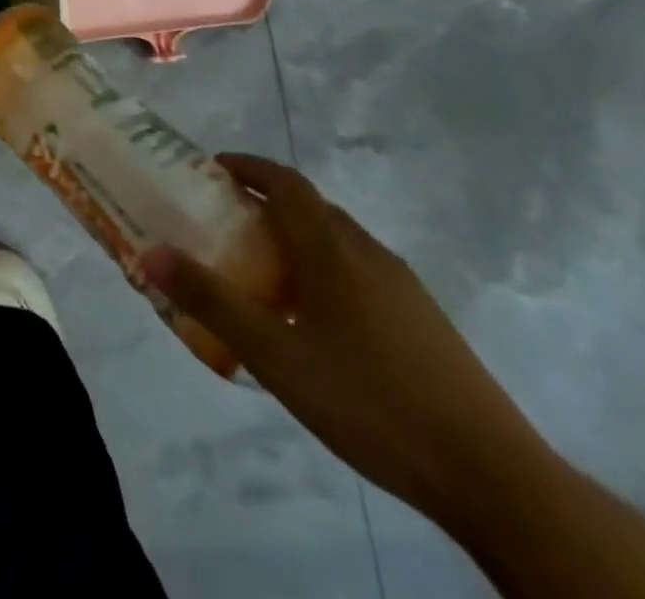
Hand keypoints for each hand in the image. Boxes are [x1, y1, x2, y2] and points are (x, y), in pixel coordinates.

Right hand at [141, 154, 551, 525]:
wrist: (494, 476)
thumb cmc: (370, 401)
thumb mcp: (275, 356)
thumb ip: (212, 302)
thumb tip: (150, 252)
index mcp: (332, 250)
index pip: (286, 183)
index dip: (248, 166)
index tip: (213, 169)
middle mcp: (368, 253)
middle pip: (312, 206)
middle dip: (267, 202)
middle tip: (227, 223)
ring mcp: (404, 287)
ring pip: (339, 239)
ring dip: (297, 236)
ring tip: (264, 271)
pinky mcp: (424, 319)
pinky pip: (361, 270)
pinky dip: (326, 267)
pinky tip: (317, 320)